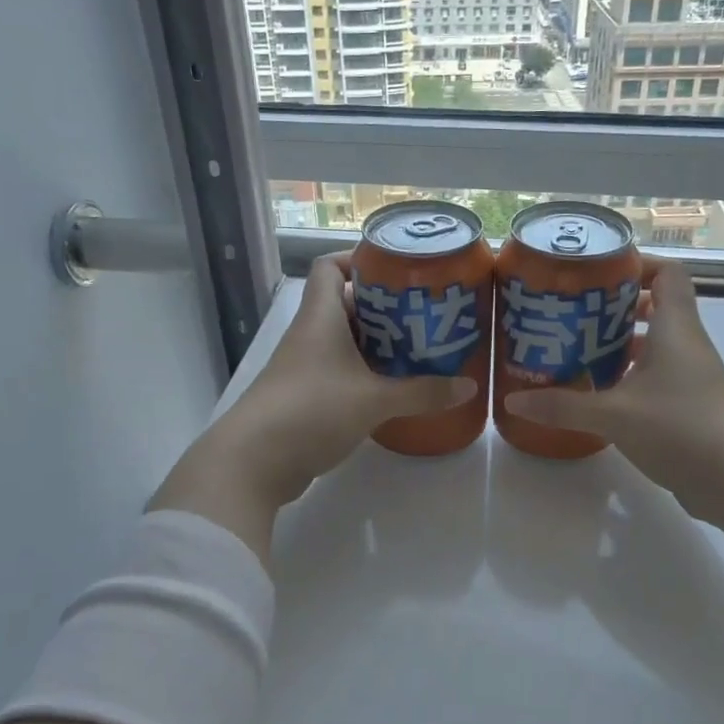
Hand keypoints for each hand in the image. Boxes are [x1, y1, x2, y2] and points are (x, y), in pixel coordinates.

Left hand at [150, 253, 475, 559]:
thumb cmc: (312, 410)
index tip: (396, 272)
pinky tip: (394, 387)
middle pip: (346, 304)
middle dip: (385, 307)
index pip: (330, 267)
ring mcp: (305, 367)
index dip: (359, 260)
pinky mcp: (306, 397)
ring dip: (378, 344)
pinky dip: (366, 374)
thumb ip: (422, 393)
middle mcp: (310, 335)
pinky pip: (341, 372)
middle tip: (424, 314)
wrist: (254, 462)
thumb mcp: (373, 400)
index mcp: (320, 318)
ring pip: (345, 341)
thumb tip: (469, 386)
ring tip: (420, 349)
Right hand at [503, 258, 723, 527]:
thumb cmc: (682, 429)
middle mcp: (686, 345)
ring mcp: (690, 377)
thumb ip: (564, 405)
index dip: (637, 265)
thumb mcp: (615, 415)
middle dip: (614, 307)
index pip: (668, 273)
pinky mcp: (688, 406)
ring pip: (653, 345)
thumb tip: (513, 399)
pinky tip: (597, 392)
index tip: (597, 274)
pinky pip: (654, 377)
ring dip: (619, 344)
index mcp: (676, 328)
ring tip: (575, 350)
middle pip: (656, 306)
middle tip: (572, 313)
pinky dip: (627, 376)